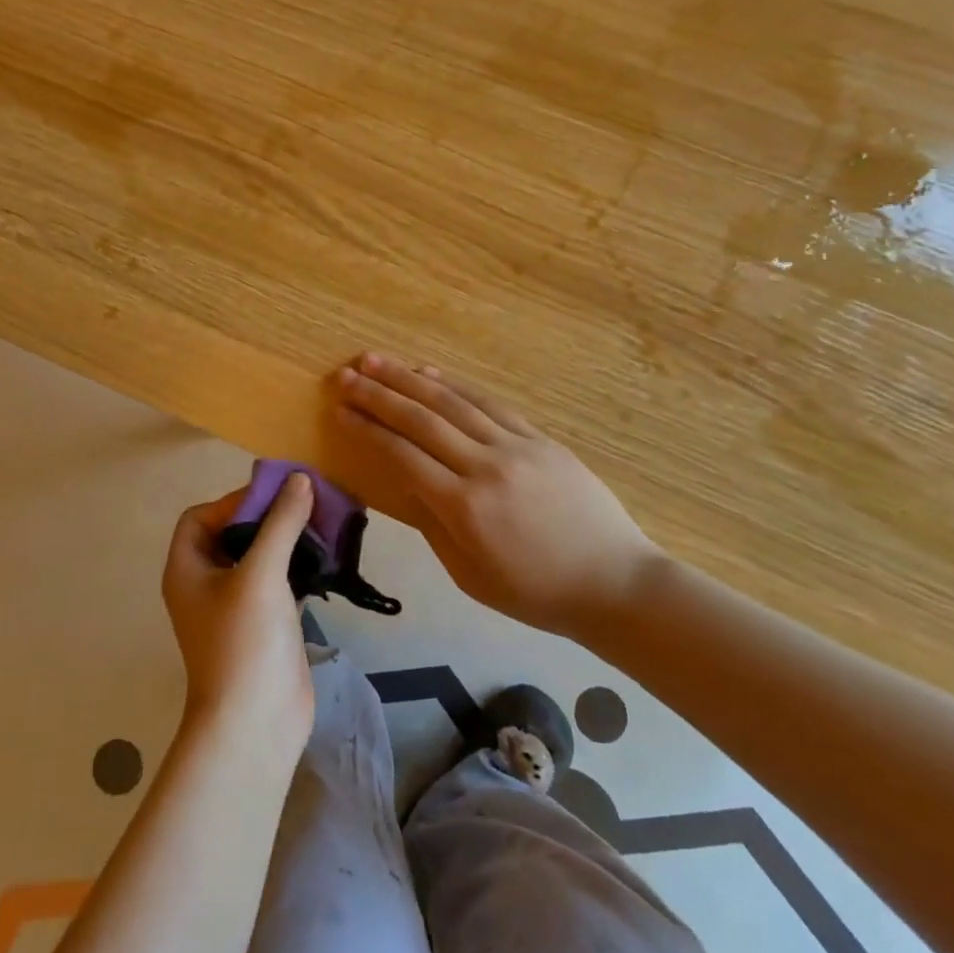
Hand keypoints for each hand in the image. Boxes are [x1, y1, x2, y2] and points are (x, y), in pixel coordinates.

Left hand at [162, 475, 316, 762]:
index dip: (234, 501)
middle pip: (233, 533)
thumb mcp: (261, 574)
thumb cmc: (245, 642)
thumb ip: (281, 523)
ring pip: (260, 557)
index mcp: (188, 569)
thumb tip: (300, 479)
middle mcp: (207, 584)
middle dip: (268, 516)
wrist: (256, 724)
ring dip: (288, 539)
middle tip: (307, 503)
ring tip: (324, 524)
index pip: (201, 517)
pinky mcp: (265, 624)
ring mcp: (237, 606)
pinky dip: (300, 566)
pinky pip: (280, 581)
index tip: (275, 496)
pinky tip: (328, 558)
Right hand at [330, 353, 664, 637]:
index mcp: (464, 506)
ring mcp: (517, 446)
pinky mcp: (540, 438)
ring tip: (377, 360)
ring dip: (411, 378)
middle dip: (379, 394)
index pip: (402, 454)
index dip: (367, 429)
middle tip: (346, 374)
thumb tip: (405, 479)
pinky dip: (456, 386)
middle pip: (422, 419)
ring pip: (454, 402)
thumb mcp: (470, 574)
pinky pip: (490, 404)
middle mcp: (486, 465)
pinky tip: (431, 373)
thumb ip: (432, 523)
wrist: (614, 582)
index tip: (339, 409)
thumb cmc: (535, 592)